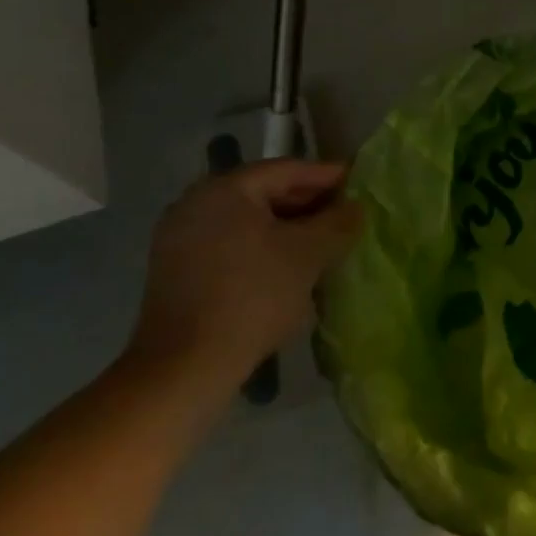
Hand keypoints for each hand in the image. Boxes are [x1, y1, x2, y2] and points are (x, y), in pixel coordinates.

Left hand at [130, 160, 361, 396]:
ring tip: (322, 242)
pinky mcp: (176, 271)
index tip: (358, 182)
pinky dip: (262, 247)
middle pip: (264, 192)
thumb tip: (355, 207)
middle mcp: (196, 203)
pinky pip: (230, 244)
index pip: (286, 169)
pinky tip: (287, 266)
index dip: (326, 175)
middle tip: (345, 214)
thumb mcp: (308, 255)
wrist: (186, 366)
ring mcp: (180, 238)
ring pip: (247, 221)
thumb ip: (337, 223)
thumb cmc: (253, 296)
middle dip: (308, 203)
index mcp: (225, 189)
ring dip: (287, 228)